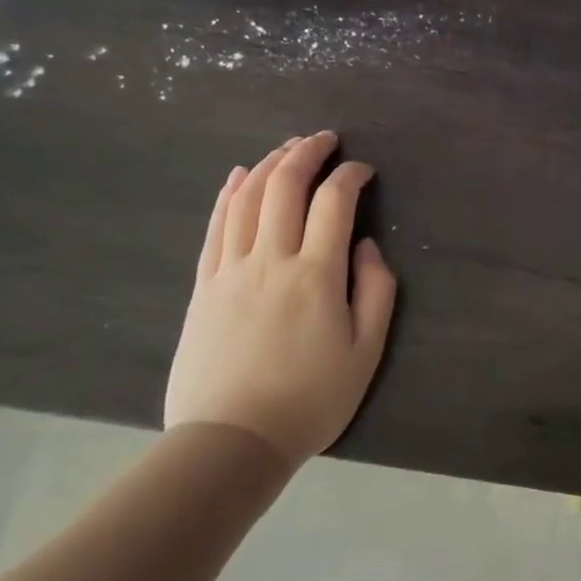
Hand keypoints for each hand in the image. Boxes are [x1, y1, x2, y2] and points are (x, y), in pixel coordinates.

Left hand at [163, 132, 396, 465]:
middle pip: (284, 186)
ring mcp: (230, 270)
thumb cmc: (310, 399)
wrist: (231, 442)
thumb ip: (376, 291)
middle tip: (325, 139)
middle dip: (307, 152)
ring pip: (246, 198)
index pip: (334, 202)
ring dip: (269, 164)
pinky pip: (215, 227)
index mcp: (316, 274)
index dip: (351, 176)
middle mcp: (271, 259)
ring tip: (288, 148)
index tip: (364, 171)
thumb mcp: (366, 352)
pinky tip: (238, 177)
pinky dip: (228, 194)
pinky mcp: (204, 287)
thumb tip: (366, 245)